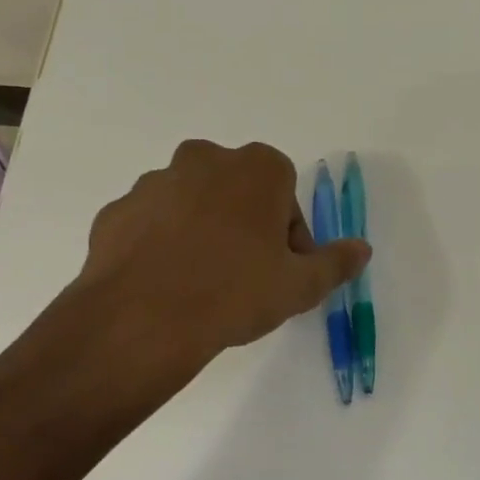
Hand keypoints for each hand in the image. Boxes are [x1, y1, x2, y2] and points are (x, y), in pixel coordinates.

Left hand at [65, 140, 369, 365]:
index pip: (286, 193)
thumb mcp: (301, 285)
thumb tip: (362, 249)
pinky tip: (166, 284)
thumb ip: (336, 262)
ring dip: (202, 231)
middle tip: (246, 273)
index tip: (282, 268)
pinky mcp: (117, 211)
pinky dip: (162, 244)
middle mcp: (205, 160)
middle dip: (245, 224)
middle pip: (238, 191)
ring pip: (192, 203)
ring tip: (202, 284)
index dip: (289, 233)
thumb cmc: (236, 291)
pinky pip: (152, 224)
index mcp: (257, 167)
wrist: (141, 319)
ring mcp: (154, 182)